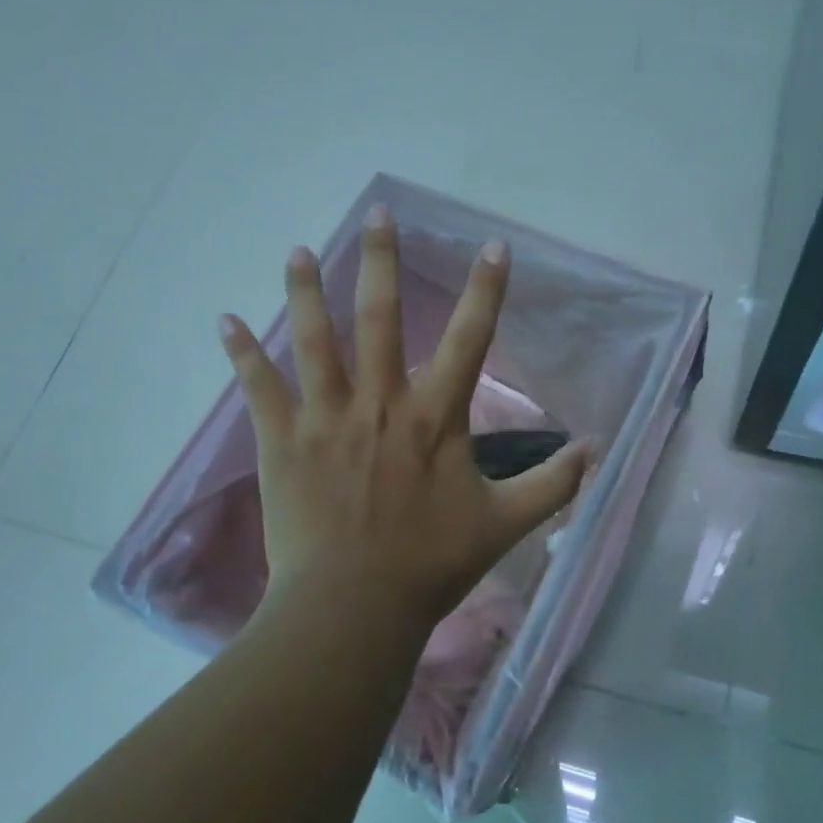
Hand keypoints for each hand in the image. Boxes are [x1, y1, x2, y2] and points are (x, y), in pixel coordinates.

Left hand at [217, 205, 592, 639]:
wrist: (353, 608)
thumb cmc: (430, 565)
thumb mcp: (504, 523)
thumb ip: (553, 484)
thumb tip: (598, 448)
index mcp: (434, 419)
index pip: (470, 340)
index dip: (486, 291)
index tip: (493, 247)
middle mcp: (380, 404)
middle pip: (380, 318)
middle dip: (382, 261)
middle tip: (377, 213)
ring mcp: (326, 419)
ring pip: (313, 340)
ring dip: (305, 291)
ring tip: (298, 250)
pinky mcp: (283, 442)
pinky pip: (259, 389)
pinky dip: (241, 354)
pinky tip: (224, 321)